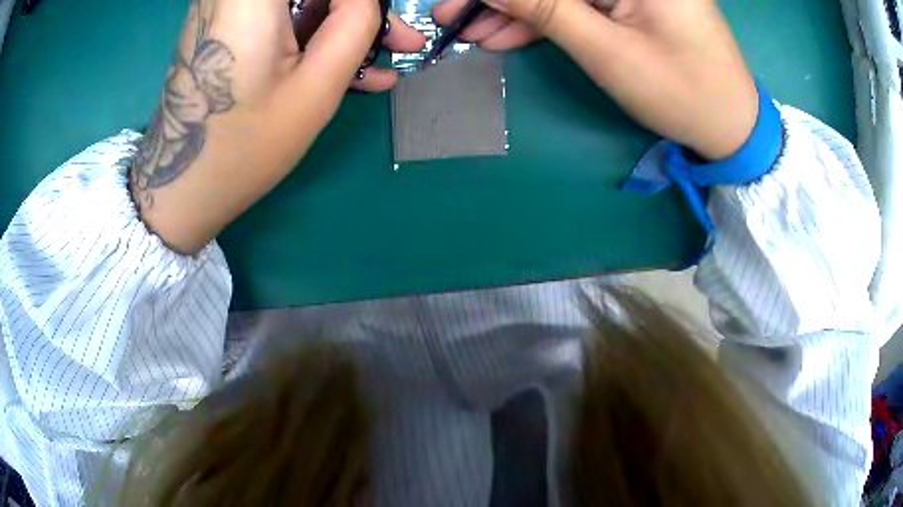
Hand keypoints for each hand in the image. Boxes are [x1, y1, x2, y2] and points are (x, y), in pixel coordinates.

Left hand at [131, 0, 424, 253]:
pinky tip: (346, 68)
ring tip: (379, 62)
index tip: (384, 29)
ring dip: (340, 25)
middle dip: (357, 10)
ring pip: (301, 2)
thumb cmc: (243, 146)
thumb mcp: (314, 88)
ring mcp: (227, 8)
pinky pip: (281, 18)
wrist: (181, 188)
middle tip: (398, 41)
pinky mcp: (227, 29)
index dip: (362, 2)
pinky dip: (312, 35)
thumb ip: (355, 26)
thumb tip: (368, 0)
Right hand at [433, 0, 757, 160]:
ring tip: (472, 34)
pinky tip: (508, 37)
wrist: (729, 127)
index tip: (457, 3)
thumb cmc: (680, 91)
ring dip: (517, 12)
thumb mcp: (606, 49)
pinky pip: (579, 5)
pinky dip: (545, 21)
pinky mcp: (631, 4)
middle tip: (453, 18)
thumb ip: (545, 9)